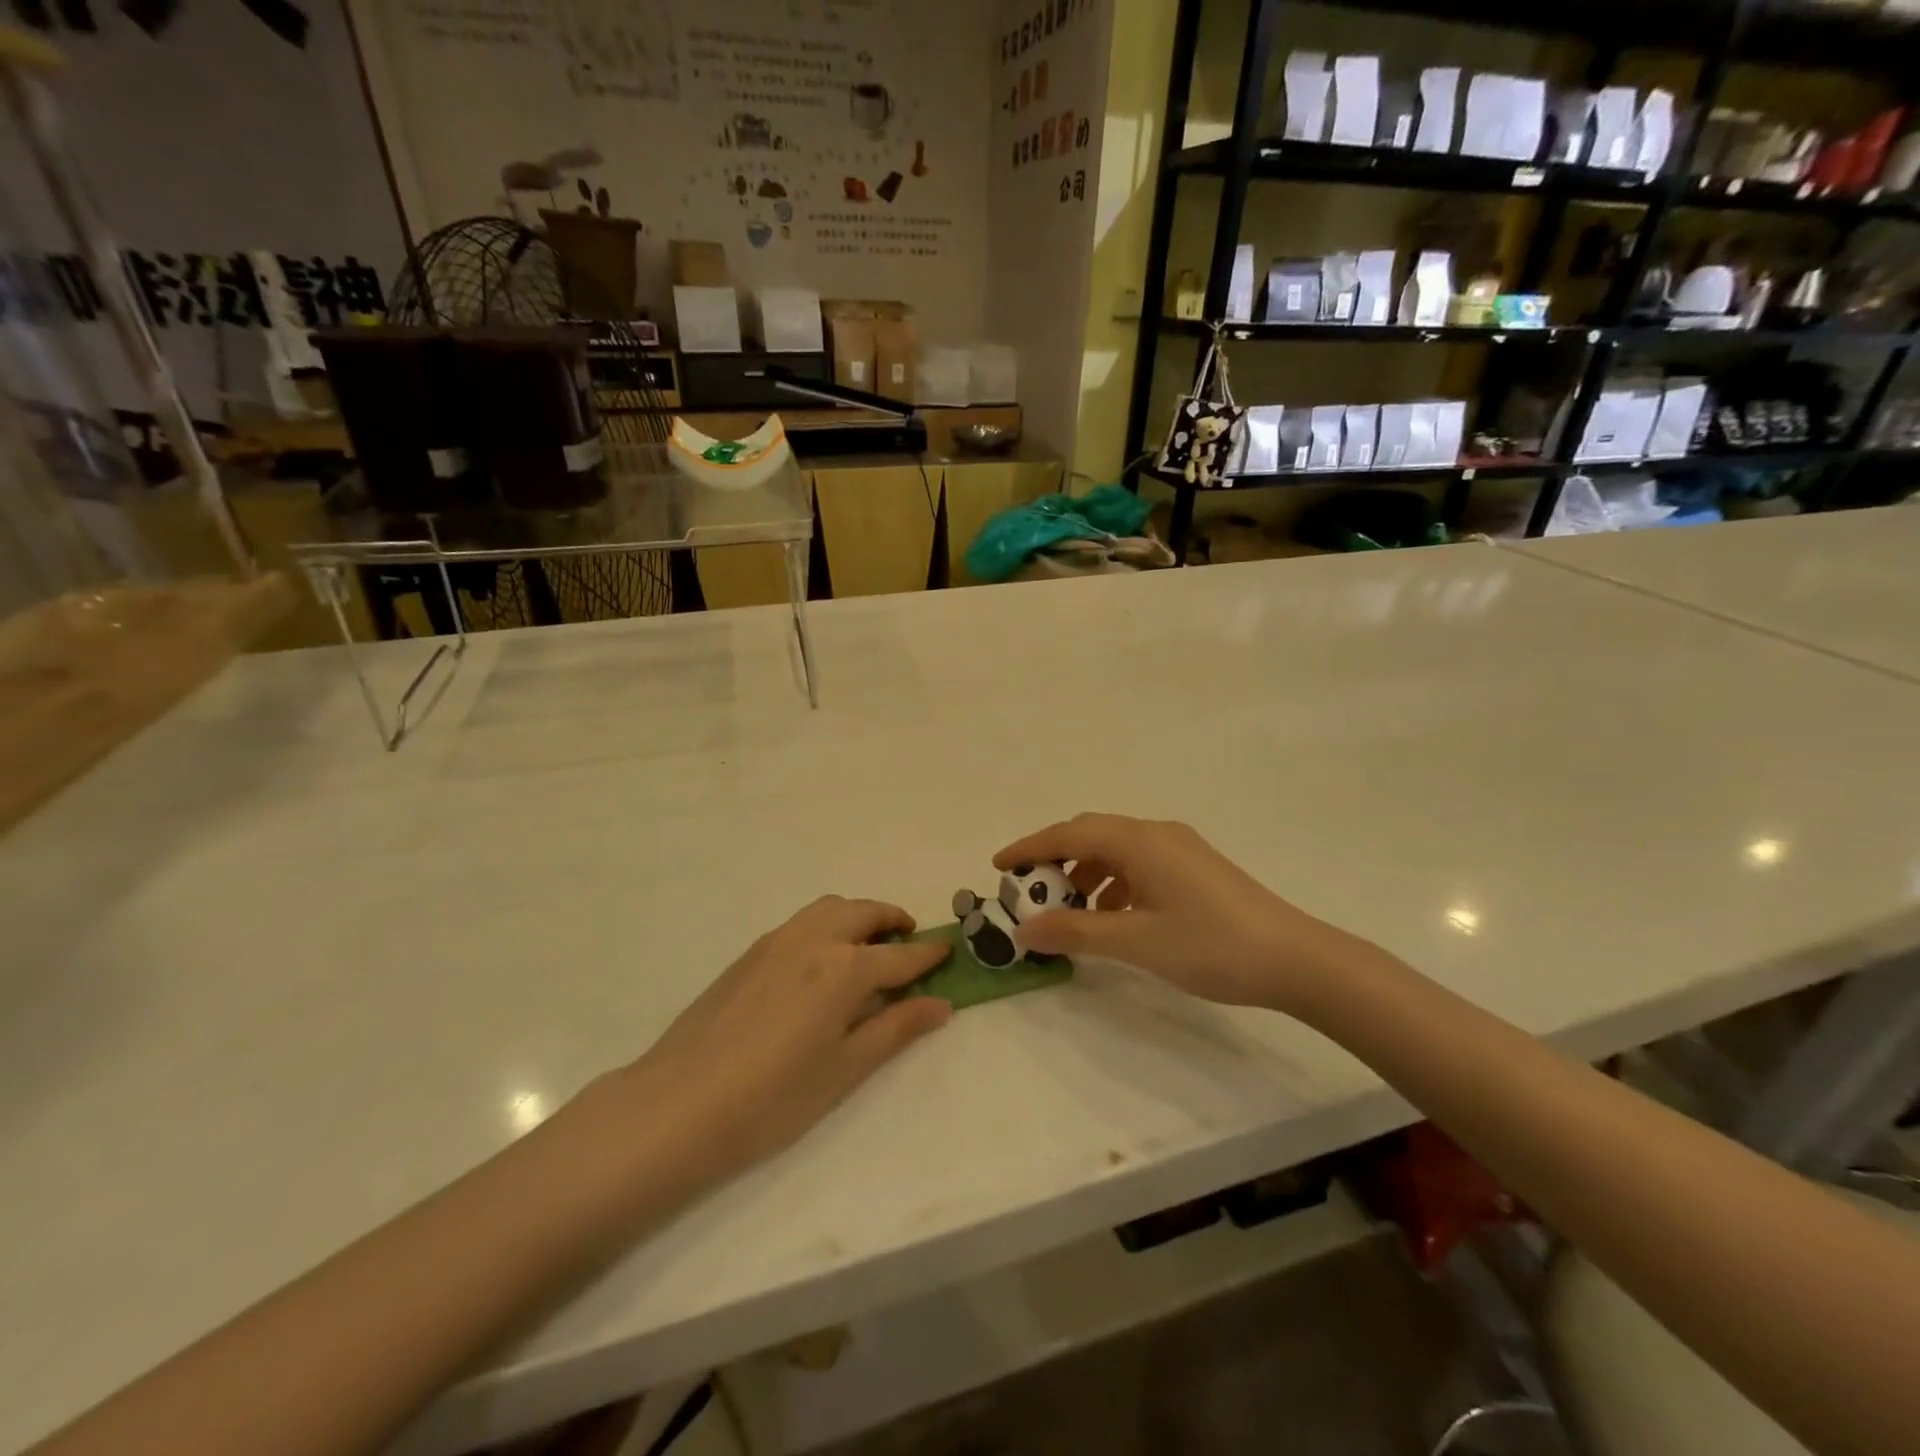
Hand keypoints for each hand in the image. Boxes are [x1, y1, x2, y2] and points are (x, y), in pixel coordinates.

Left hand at [626, 897, 951, 1181]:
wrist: (678, 1105)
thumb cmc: (773, 1098)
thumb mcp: (845, 1070)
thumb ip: (895, 1029)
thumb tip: (941, 1004)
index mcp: (843, 968)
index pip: (899, 956)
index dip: (928, 955)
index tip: (948, 951)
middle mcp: (813, 940)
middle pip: (863, 913)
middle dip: (893, 920)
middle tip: (910, 941)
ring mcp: (776, 942)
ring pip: (829, 908)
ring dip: (858, 916)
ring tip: (868, 945)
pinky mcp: (749, 953)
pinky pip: (801, 922)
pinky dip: (826, 925)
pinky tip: (821, 963)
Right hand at [995, 814, 1370, 1011]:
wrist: (1296, 959)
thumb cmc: (1210, 945)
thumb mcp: (1135, 941)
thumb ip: (1076, 932)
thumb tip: (1024, 930)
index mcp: (1139, 841)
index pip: (1069, 834)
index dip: (1029, 848)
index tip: (998, 867)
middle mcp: (1157, 833)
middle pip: (1091, 835)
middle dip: (1055, 861)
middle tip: (1030, 892)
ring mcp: (1180, 849)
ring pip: (1116, 851)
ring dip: (1086, 876)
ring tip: (1071, 914)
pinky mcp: (1195, 868)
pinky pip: (1139, 865)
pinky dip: (1114, 885)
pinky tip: (1114, 918)